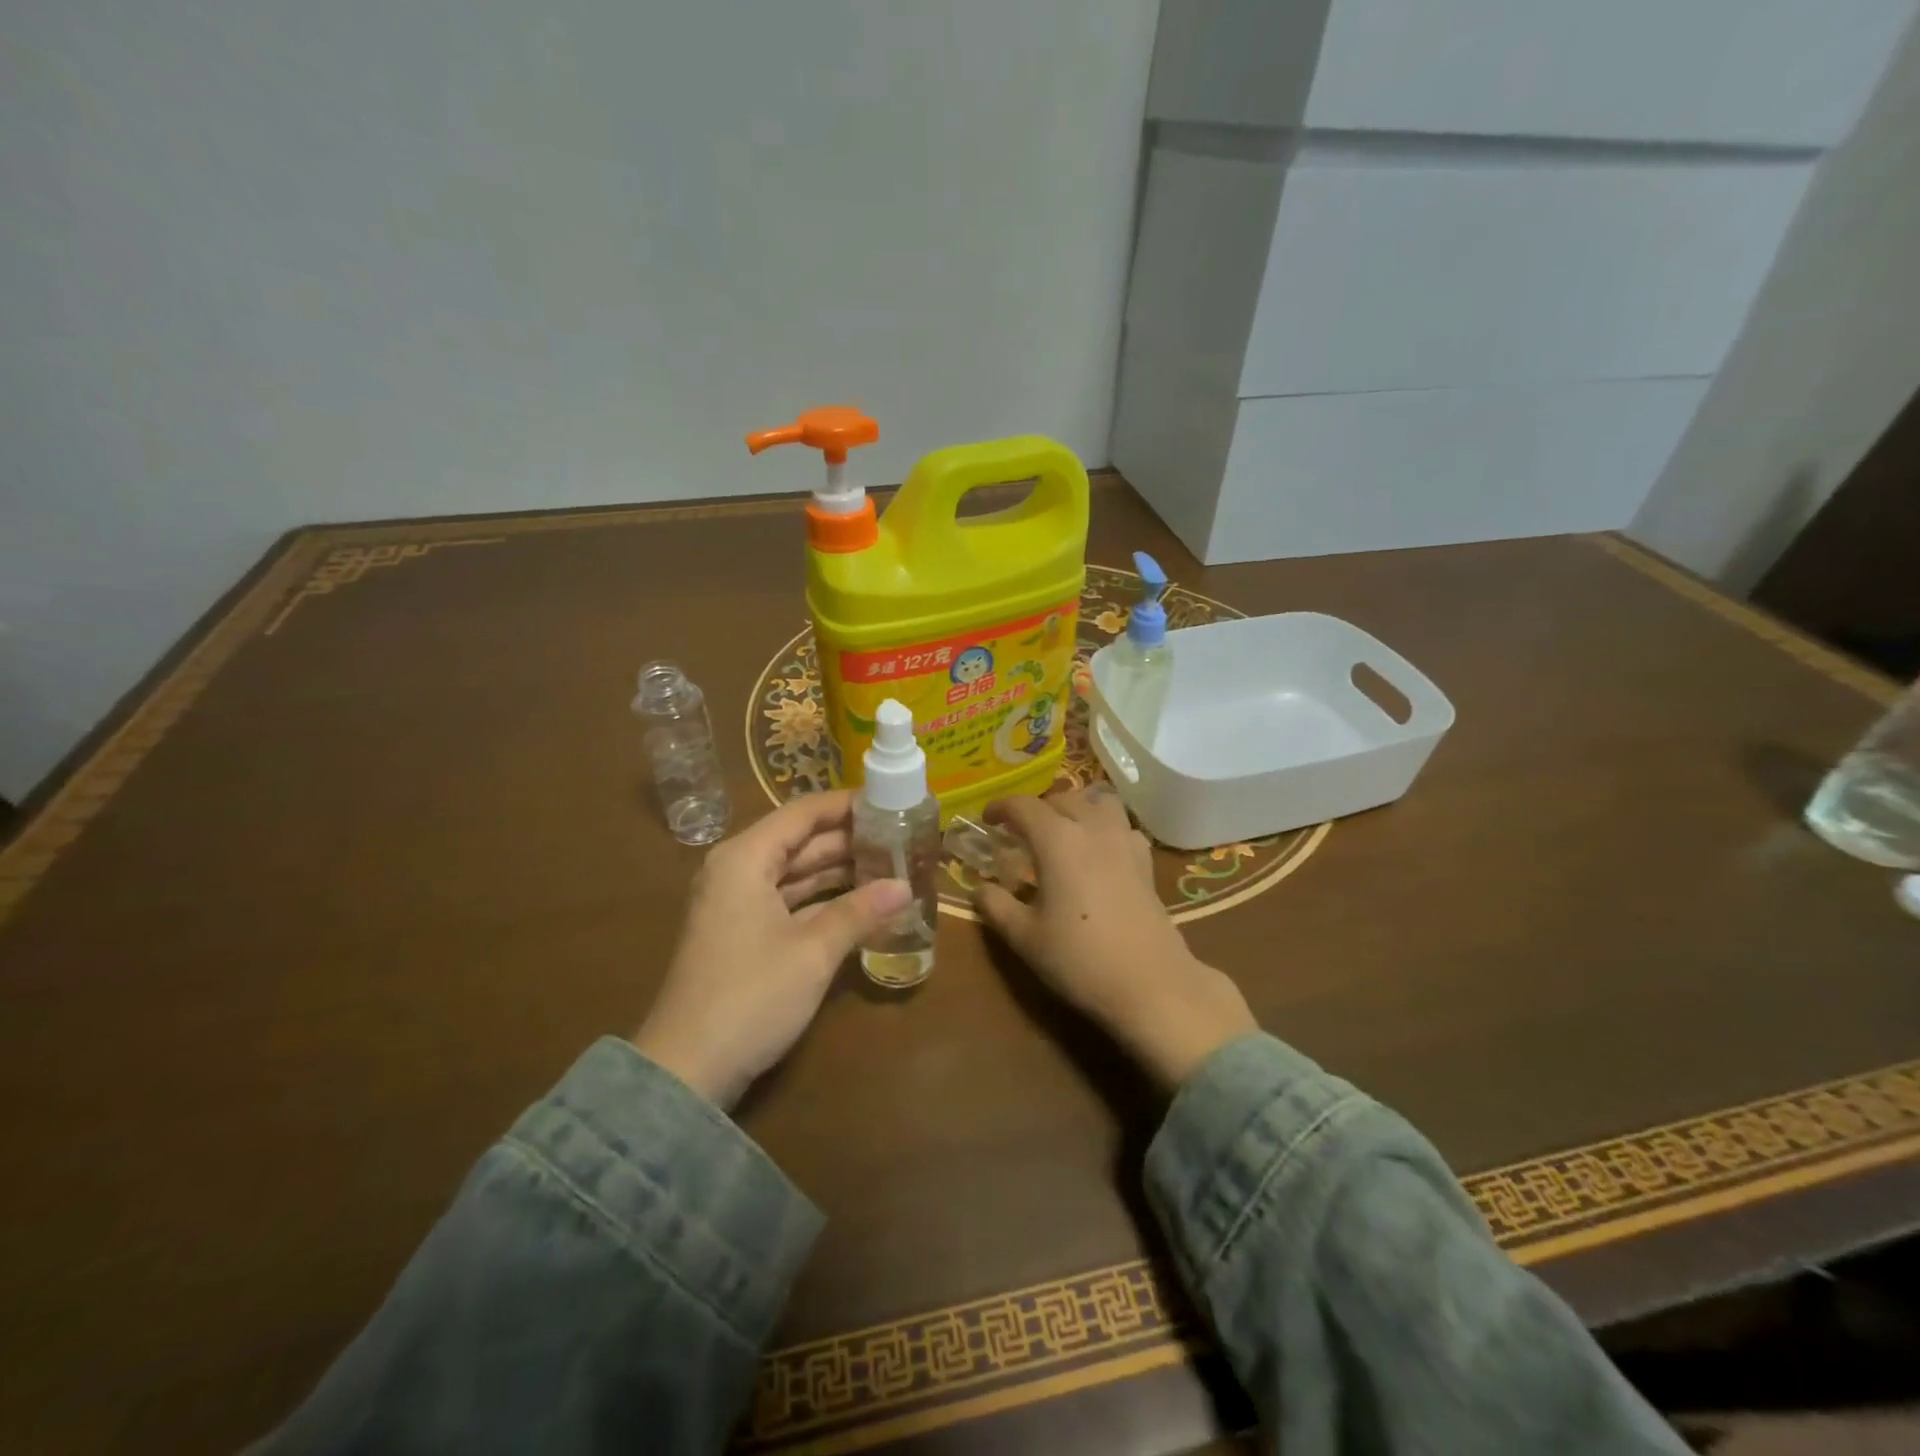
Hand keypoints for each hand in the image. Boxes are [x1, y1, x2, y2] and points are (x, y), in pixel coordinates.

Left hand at [633, 790, 911, 1108]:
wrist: (687, 1070)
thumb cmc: (750, 995)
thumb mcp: (813, 951)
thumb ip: (860, 912)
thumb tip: (906, 887)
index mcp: (746, 858)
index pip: (803, 813)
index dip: (847, 804)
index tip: (890, 801)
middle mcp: (738, 870)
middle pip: (800, 841)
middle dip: (849, 840)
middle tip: (901, 837)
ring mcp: (737, 903)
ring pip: (796, 873)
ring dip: (839, 871)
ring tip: (891, 866)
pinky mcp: (742, 934)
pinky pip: (789, 901)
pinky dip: (823, 901)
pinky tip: (862, 904)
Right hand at [974, 785, 1255, 1089]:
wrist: (1150, 984)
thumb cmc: (1079, 958)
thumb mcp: (1024, 936)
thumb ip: (996, 906)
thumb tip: (980, 888)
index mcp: (1057, 839)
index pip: (1023, 806)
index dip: (1001, 808)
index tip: (987, 819)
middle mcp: (1092, 827)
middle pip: (1062, 798)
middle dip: (1037, 809)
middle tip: (1020, 833)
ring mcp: (1124, 841)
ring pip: (1098, 801)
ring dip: (1076, 807)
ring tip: (1062, 831)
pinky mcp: (1145, 860)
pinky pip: (1122, 825)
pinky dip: (1105, 826)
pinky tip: (1098, 851)